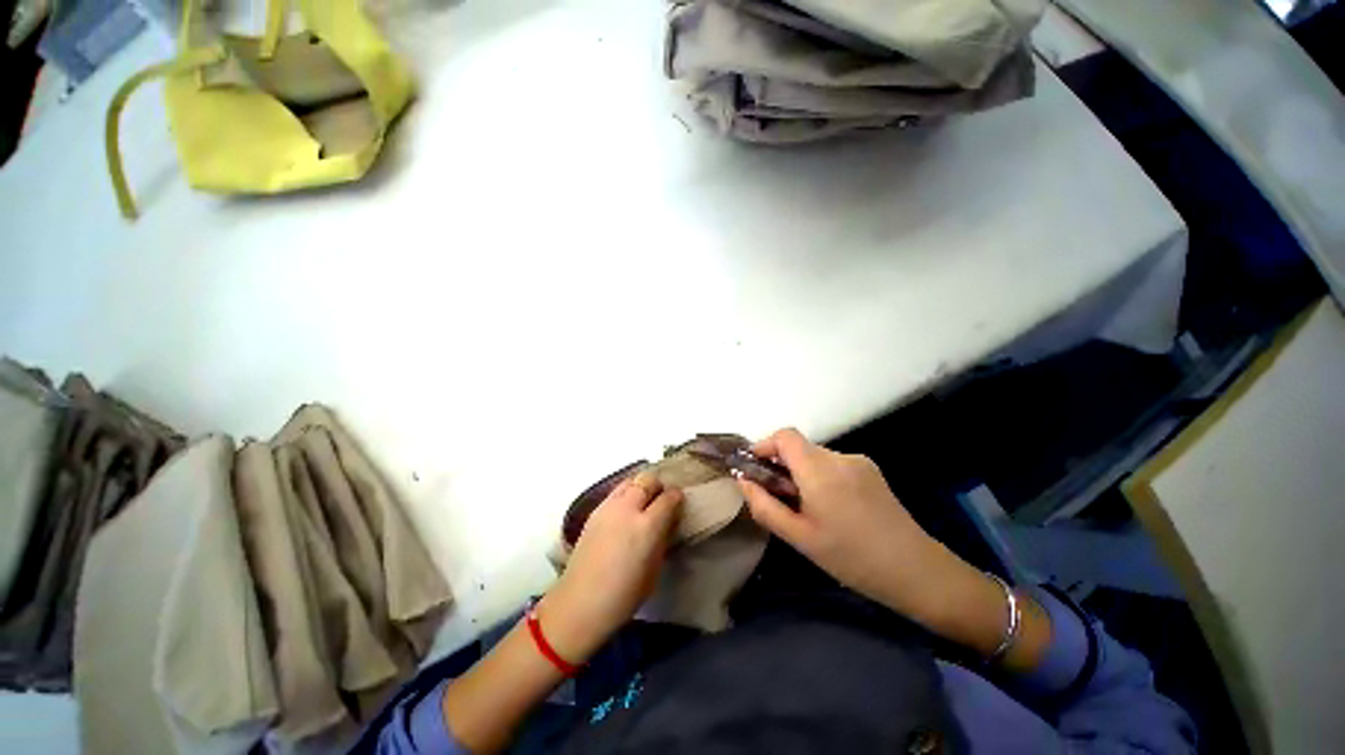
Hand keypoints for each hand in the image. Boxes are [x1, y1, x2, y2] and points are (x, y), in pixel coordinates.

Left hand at [541, 471, 681, 661]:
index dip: (677, 497)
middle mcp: (628, 509)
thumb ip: (662, 539)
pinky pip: (616, 491)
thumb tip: (667, 523)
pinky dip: (626, 493)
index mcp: (647, 526)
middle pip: (648, 480)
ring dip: (641, 486)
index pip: (669, 497)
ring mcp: (609, 507)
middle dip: (659, 486)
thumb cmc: (624, 595)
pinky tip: (626, 509)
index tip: (679, 502)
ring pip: (630, 480)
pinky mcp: (594, 511)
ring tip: (644, 500)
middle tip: (662, 498)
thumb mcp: (654, 569)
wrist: (580, 603)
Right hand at [738, 428, 979, 628]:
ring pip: (816, 456)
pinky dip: (821, 476)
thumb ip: (764, 506)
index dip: (764, 446)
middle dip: (782, 465)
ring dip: (802, 472)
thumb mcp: (799, 538)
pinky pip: (834, 464)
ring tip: (808, 507)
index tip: (755, 468)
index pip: (784, 436)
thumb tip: (743, 481)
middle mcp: (839, 457)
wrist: (917, 571)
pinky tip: (832, 507)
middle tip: (779, 496)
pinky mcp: (871, 470)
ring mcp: (859, 461)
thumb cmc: (852, 558)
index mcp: (820, 470)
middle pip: (799, 447)